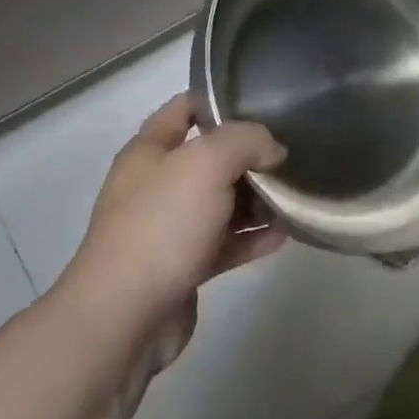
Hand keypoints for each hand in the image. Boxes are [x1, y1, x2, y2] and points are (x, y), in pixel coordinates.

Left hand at [58, 95, 288, 362]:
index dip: (219, 100)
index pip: (185, 108)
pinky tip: (284, 234)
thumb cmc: (162, 224)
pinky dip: (252, 237)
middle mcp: (156, 185)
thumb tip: (273, 151)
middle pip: (210, 158)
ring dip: (256, 199)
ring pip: (220, 202)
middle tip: (290, 153)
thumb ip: (247, 141)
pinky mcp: (183, 267)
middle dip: (249, 155)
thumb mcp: (208, 162)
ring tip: (294, 194)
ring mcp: (168, 228)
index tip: (263, 103)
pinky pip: (225, 243)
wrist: (124, 317)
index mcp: (150, 151)